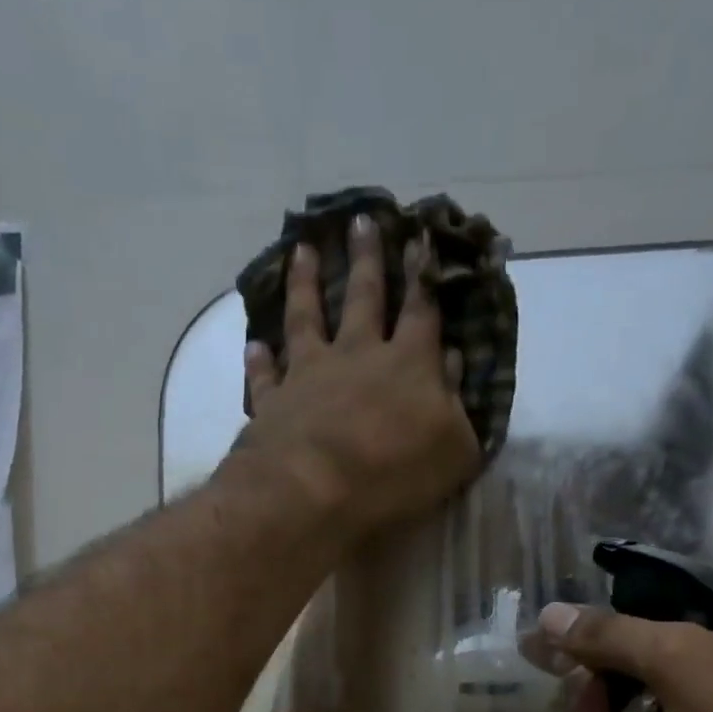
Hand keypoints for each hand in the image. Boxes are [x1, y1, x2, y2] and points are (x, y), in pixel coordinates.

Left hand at [233, 215, 480, 538]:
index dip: (423, 274)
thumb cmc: (394, 475)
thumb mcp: (454, 451)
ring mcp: (310, 374)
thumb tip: (455, 364)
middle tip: (361, 220)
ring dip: (305, 282)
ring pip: (307, 316)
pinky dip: (260, 359)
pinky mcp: (273, 401)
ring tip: (302, 250)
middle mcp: (358, 355)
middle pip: (364, 297)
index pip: (422, 309)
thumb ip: (458, 407)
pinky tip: (254, 343)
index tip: (420, 237)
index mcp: (410, 364)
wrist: (314, 491)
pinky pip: (266, 374)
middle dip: (367, 258)